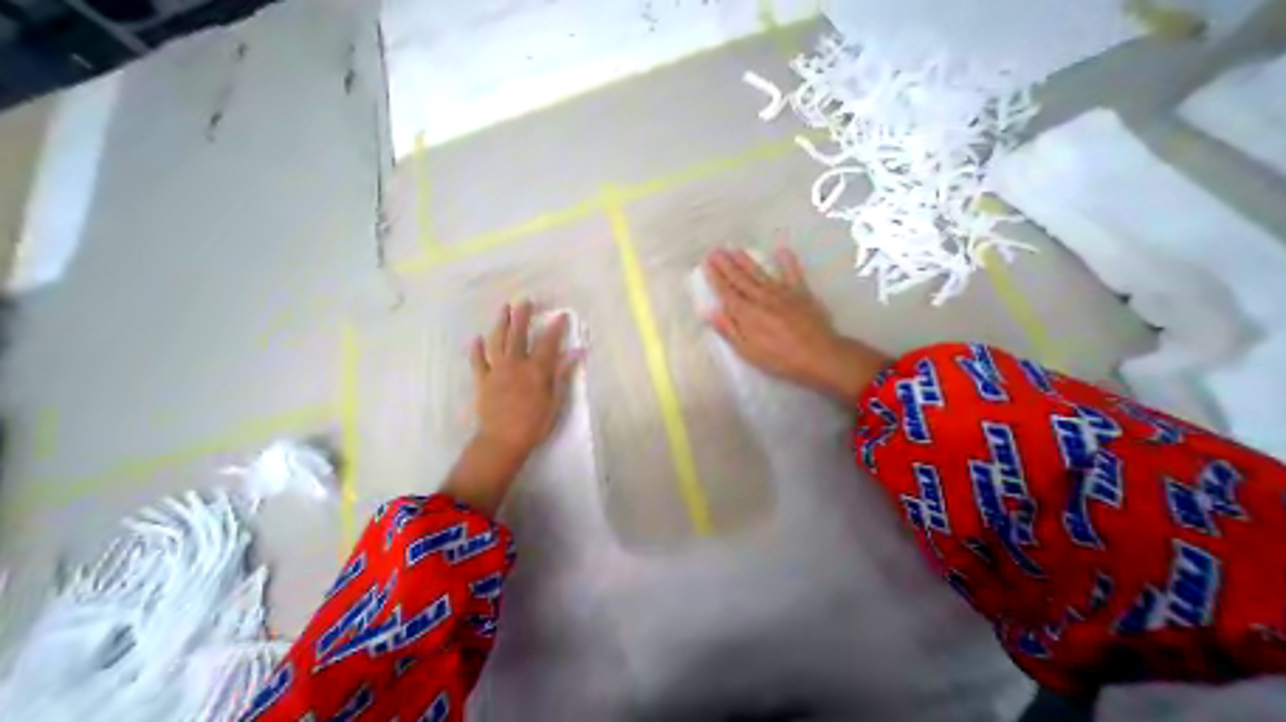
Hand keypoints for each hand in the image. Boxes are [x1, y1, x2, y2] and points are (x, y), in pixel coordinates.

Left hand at [445, 301, 581, 514]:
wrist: (502, 441)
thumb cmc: (534, 423)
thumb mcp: (555, 400)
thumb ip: (563, 373)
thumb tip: (577, 353)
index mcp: (536, 370)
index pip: (548, 343)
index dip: (556, 327)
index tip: (561, 315)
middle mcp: (515, 364)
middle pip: (518, 335)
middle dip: (522, 316)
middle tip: (525, 301)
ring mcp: (496, 371)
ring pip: (497, 341)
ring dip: (500, 323)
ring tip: (504, 309)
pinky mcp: (482, 381)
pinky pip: (478, 361)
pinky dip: (477, 349)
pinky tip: (477, 339)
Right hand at [703, 247, 885, 396]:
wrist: (819, 355)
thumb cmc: (779, 358)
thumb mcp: (748, 350)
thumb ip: (729, 330)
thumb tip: (710, 312)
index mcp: (747, 313)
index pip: (726, 292)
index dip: (715, 277)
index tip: (706, 263)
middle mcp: (761, 298)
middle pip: (740, 279)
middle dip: (726, 265)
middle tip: (715, 250)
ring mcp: (782, 293)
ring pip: (759, 273)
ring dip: (745, 260)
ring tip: (734, 249)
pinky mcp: (801, 293)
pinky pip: (793, 273)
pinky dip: (787, 261)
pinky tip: (781, 250)